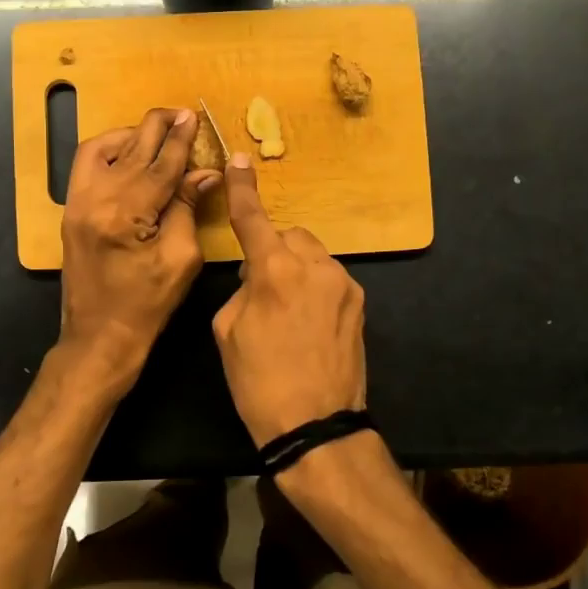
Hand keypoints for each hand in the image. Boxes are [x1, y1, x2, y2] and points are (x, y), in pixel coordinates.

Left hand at [59, 108, 218, 385]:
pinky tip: (127, 151)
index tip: (193, 117)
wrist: (99, 338)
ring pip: (103, 149)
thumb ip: (188, 209)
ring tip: (156, 131)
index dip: (180, 140)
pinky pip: (85, 165)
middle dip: (157, 127)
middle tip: (181, 113)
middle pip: (131, 149)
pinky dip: (107, 150)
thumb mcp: (180, 259)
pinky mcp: (70, 211)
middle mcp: (95, 200)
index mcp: (126, 215)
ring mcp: (77, 203)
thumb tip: (204, 173)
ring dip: (131, 134)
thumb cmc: (147, 306)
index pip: (160, 165)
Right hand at [212, 155, 365, 445]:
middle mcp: (314, 266)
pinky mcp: (360, 304)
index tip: (240, 161)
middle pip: (289, 236)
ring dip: (295, 269)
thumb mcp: (227, 332)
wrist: (316, 426)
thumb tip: (257, 278)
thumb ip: (242, 290)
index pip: (253, 219)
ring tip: (286, 310)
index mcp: (274, 271)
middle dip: (273, 250)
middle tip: (259, 287)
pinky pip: (329, 280)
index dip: (242, 189)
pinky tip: (308, 323)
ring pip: (312, 256)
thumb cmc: (259, 382)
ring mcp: (343, 284)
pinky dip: (314, 288)